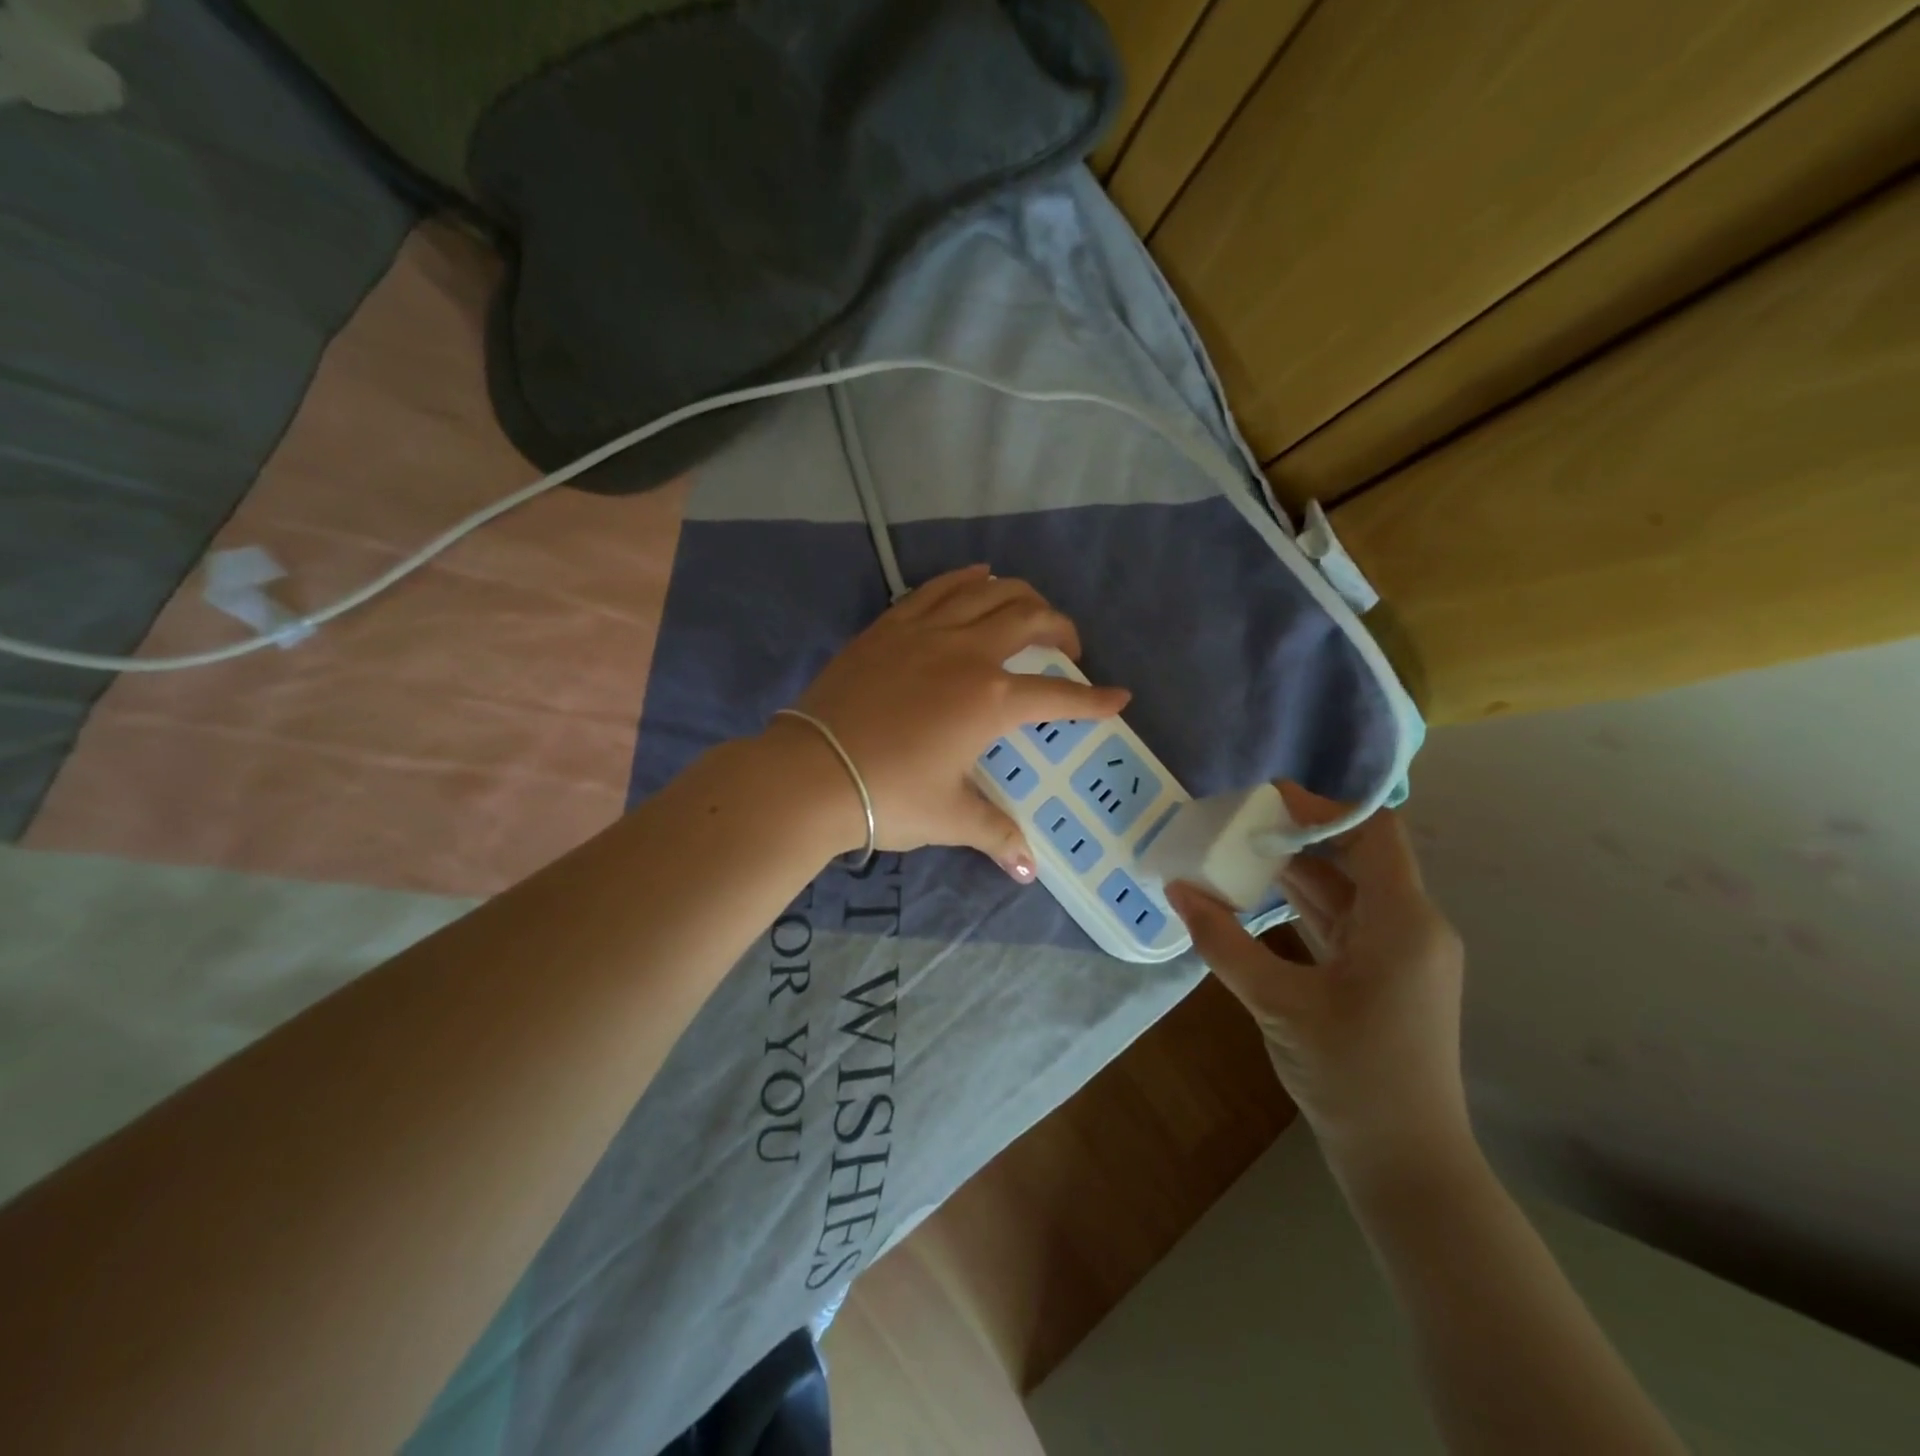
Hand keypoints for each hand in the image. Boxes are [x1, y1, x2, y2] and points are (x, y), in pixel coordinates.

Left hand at [779, 565, 1128, 877]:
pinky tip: (977, 577)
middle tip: (1068, 648)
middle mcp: (967, 653)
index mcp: (991, 700)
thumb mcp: (950, 817)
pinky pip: (937, 589)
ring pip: (987, 592)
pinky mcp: (888, 626)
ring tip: (1031, 609)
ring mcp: (925, 632)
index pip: (1058, 696)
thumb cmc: (888, 795)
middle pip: (1030, 619)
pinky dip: (965, 580)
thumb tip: (1029, 870)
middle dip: (1061, 629)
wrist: (810, 772)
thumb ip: (996, 834)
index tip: (1118, 697)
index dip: (1094, 700)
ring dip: (1020, 595)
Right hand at [1165, 784, 1469, 1188]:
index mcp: (1404, 923)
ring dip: (1294, 871)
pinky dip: (1301, 905)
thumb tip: (1177, 889)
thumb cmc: (1353, 1077)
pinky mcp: (1382, 976)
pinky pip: (1341, 922)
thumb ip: (1225, 942)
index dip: (1322, 808)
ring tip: (1235, 851)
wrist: (1406, 1163)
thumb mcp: (1279, 1004)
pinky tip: (1256, 898)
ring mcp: (1398, 953)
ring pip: (1345, 890)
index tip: (1265, 799)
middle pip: (1356, 857)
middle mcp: (1410, 927)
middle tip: (1237, 823)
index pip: (1374, 834)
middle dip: (1297, 836)